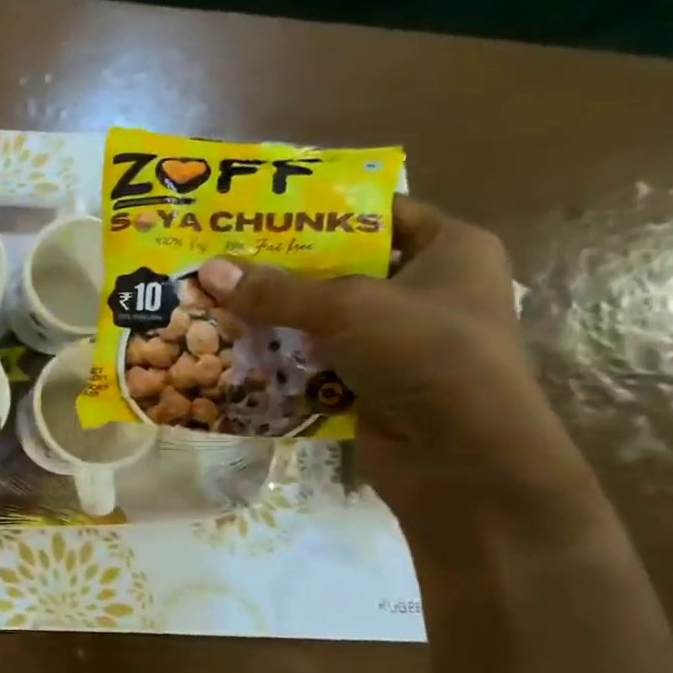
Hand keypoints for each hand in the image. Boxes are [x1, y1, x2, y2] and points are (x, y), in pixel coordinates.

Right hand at [197, 198, 575, 517]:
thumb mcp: (347, 308)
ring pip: (325, 317)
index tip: (260, 212)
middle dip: (284, 268)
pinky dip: (284, 356)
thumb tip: (208, 270)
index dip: (320, 211)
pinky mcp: (375, 382)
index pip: (378, 213)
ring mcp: (402, 341)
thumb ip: (277, 290)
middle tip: (223, 257)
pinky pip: (319, 358)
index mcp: (450, 250)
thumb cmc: (426, 356)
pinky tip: (236, 347)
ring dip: (276, 316)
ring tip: (216, 299)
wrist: (464, 462)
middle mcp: (429, 290)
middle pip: (343, 266)